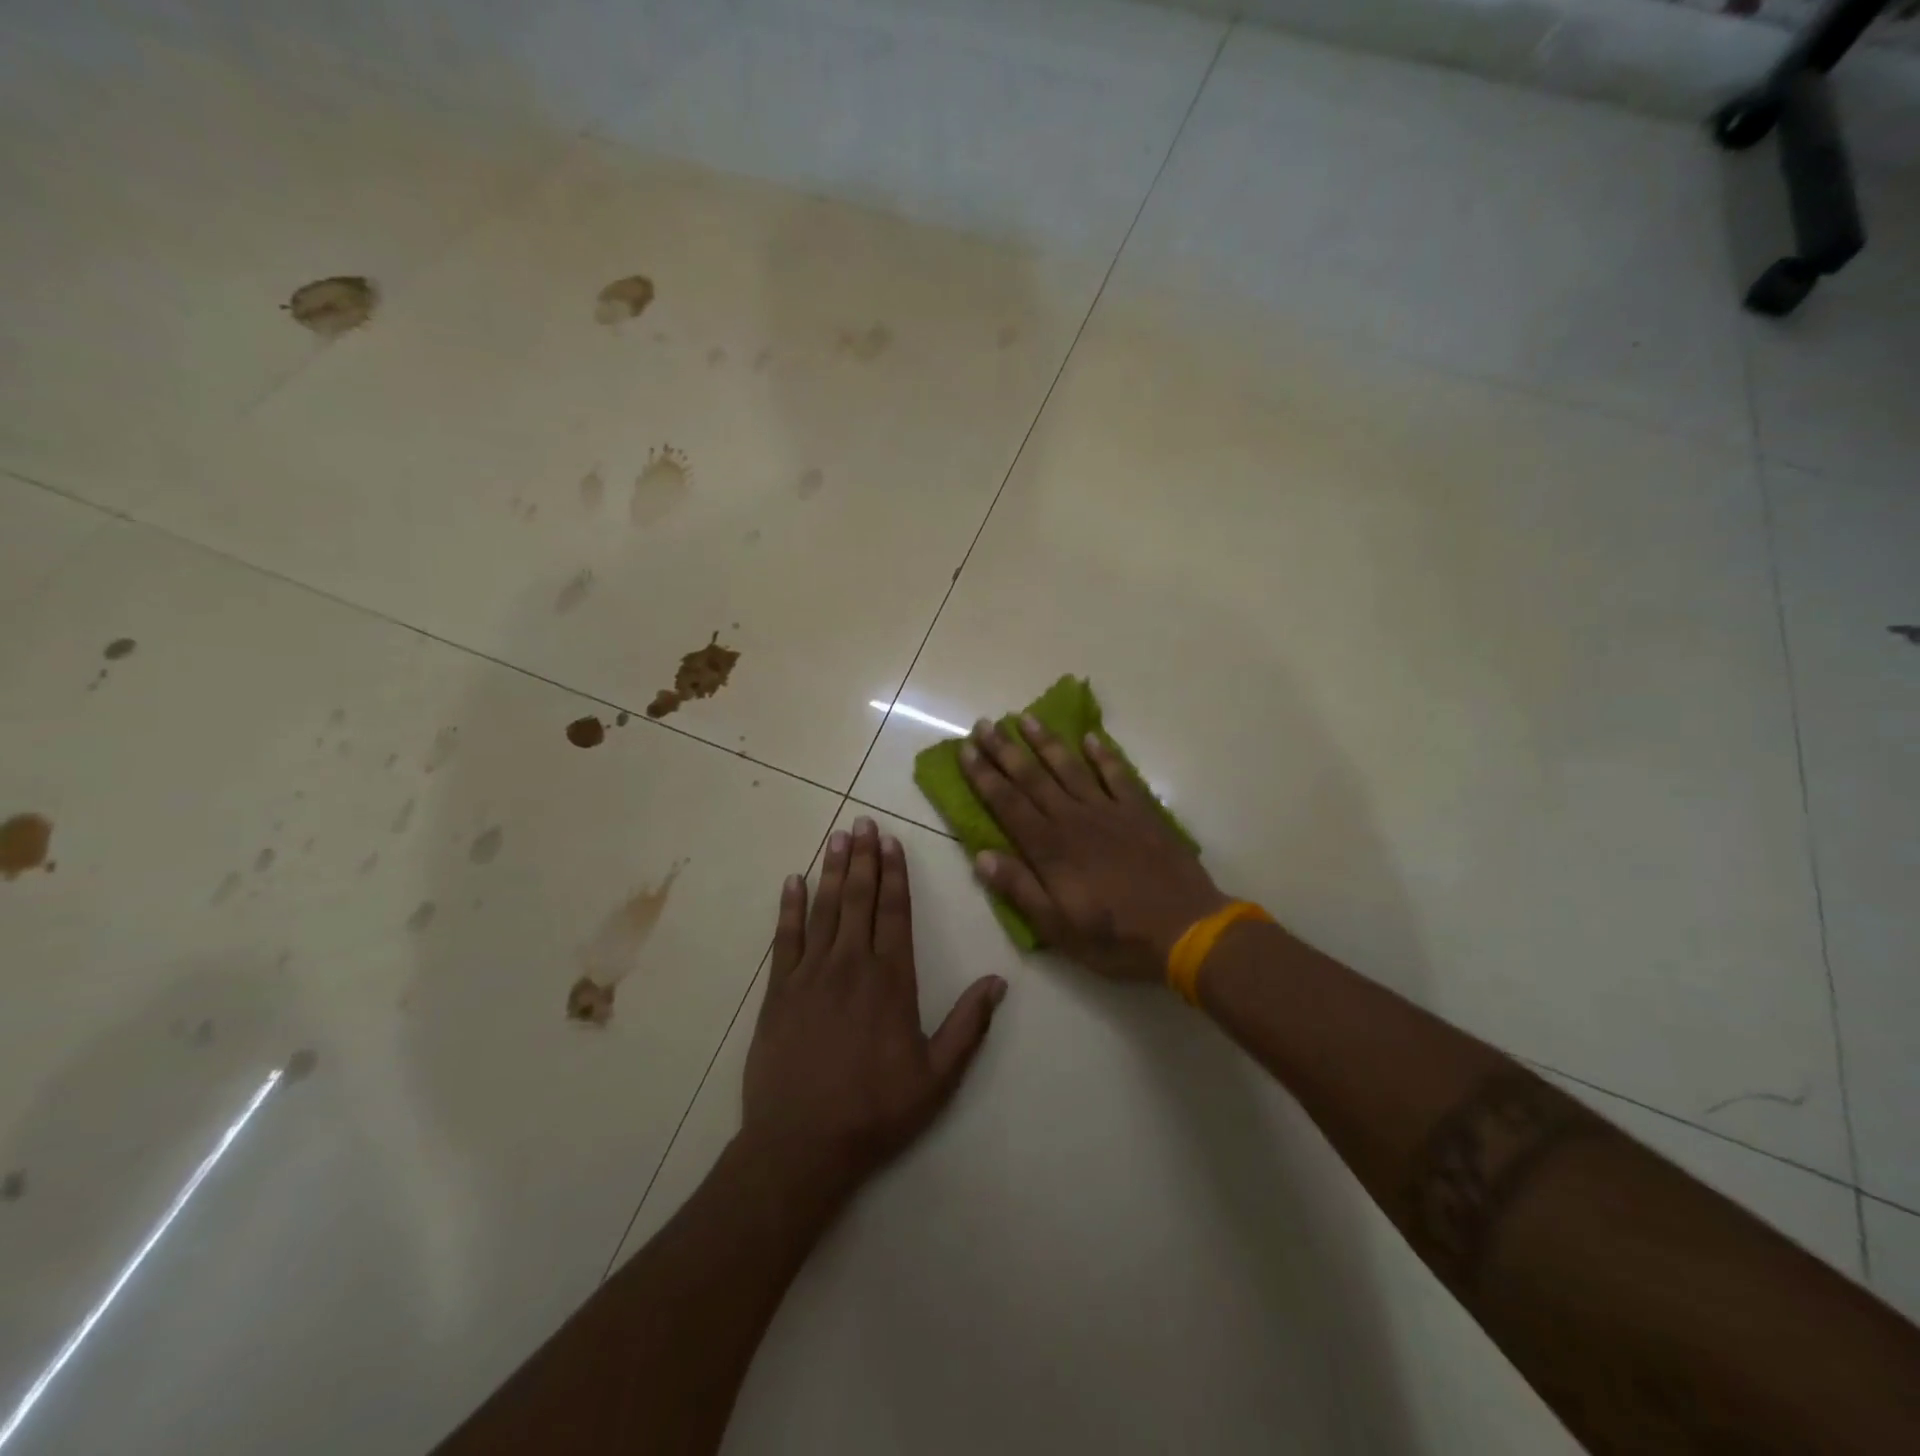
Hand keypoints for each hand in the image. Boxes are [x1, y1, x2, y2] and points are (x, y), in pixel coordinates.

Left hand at [741, 817, 1006, 1205]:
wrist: (802, 1144)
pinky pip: (784, 938)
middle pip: (859, 899)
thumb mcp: (937, 1077)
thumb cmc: (876, 1110)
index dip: (895, 874)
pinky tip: (792, 881)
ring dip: (831, 870)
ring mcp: (810, 975)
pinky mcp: (778, 991)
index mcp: (891, 979)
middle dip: (864, 858)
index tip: (892, 842)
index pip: (895, 912)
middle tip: (863, 822)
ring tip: (837, 836)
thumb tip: (999, 981)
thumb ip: (968, 1025)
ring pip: (824, 909)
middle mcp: (851, 965)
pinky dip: (789, 907)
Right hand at [960, 716, 1228, 983]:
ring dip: (1046, 742)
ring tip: (1025, 718)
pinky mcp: (1140, 811)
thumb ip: (1020, 889)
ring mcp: (1109, 811)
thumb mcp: (1058, 928)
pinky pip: (1118, 775)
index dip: (984, 776)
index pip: (1007, 804)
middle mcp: (1074, 819)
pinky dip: (1104, 755)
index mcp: (1050, 848)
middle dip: (1005, 750)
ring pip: (1070, 768)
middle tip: (984, 723)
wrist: (1186, 929)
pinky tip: (1091, 738)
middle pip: (1032, 778)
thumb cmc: (1116, 937)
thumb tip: (981, 856)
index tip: (966, 750)